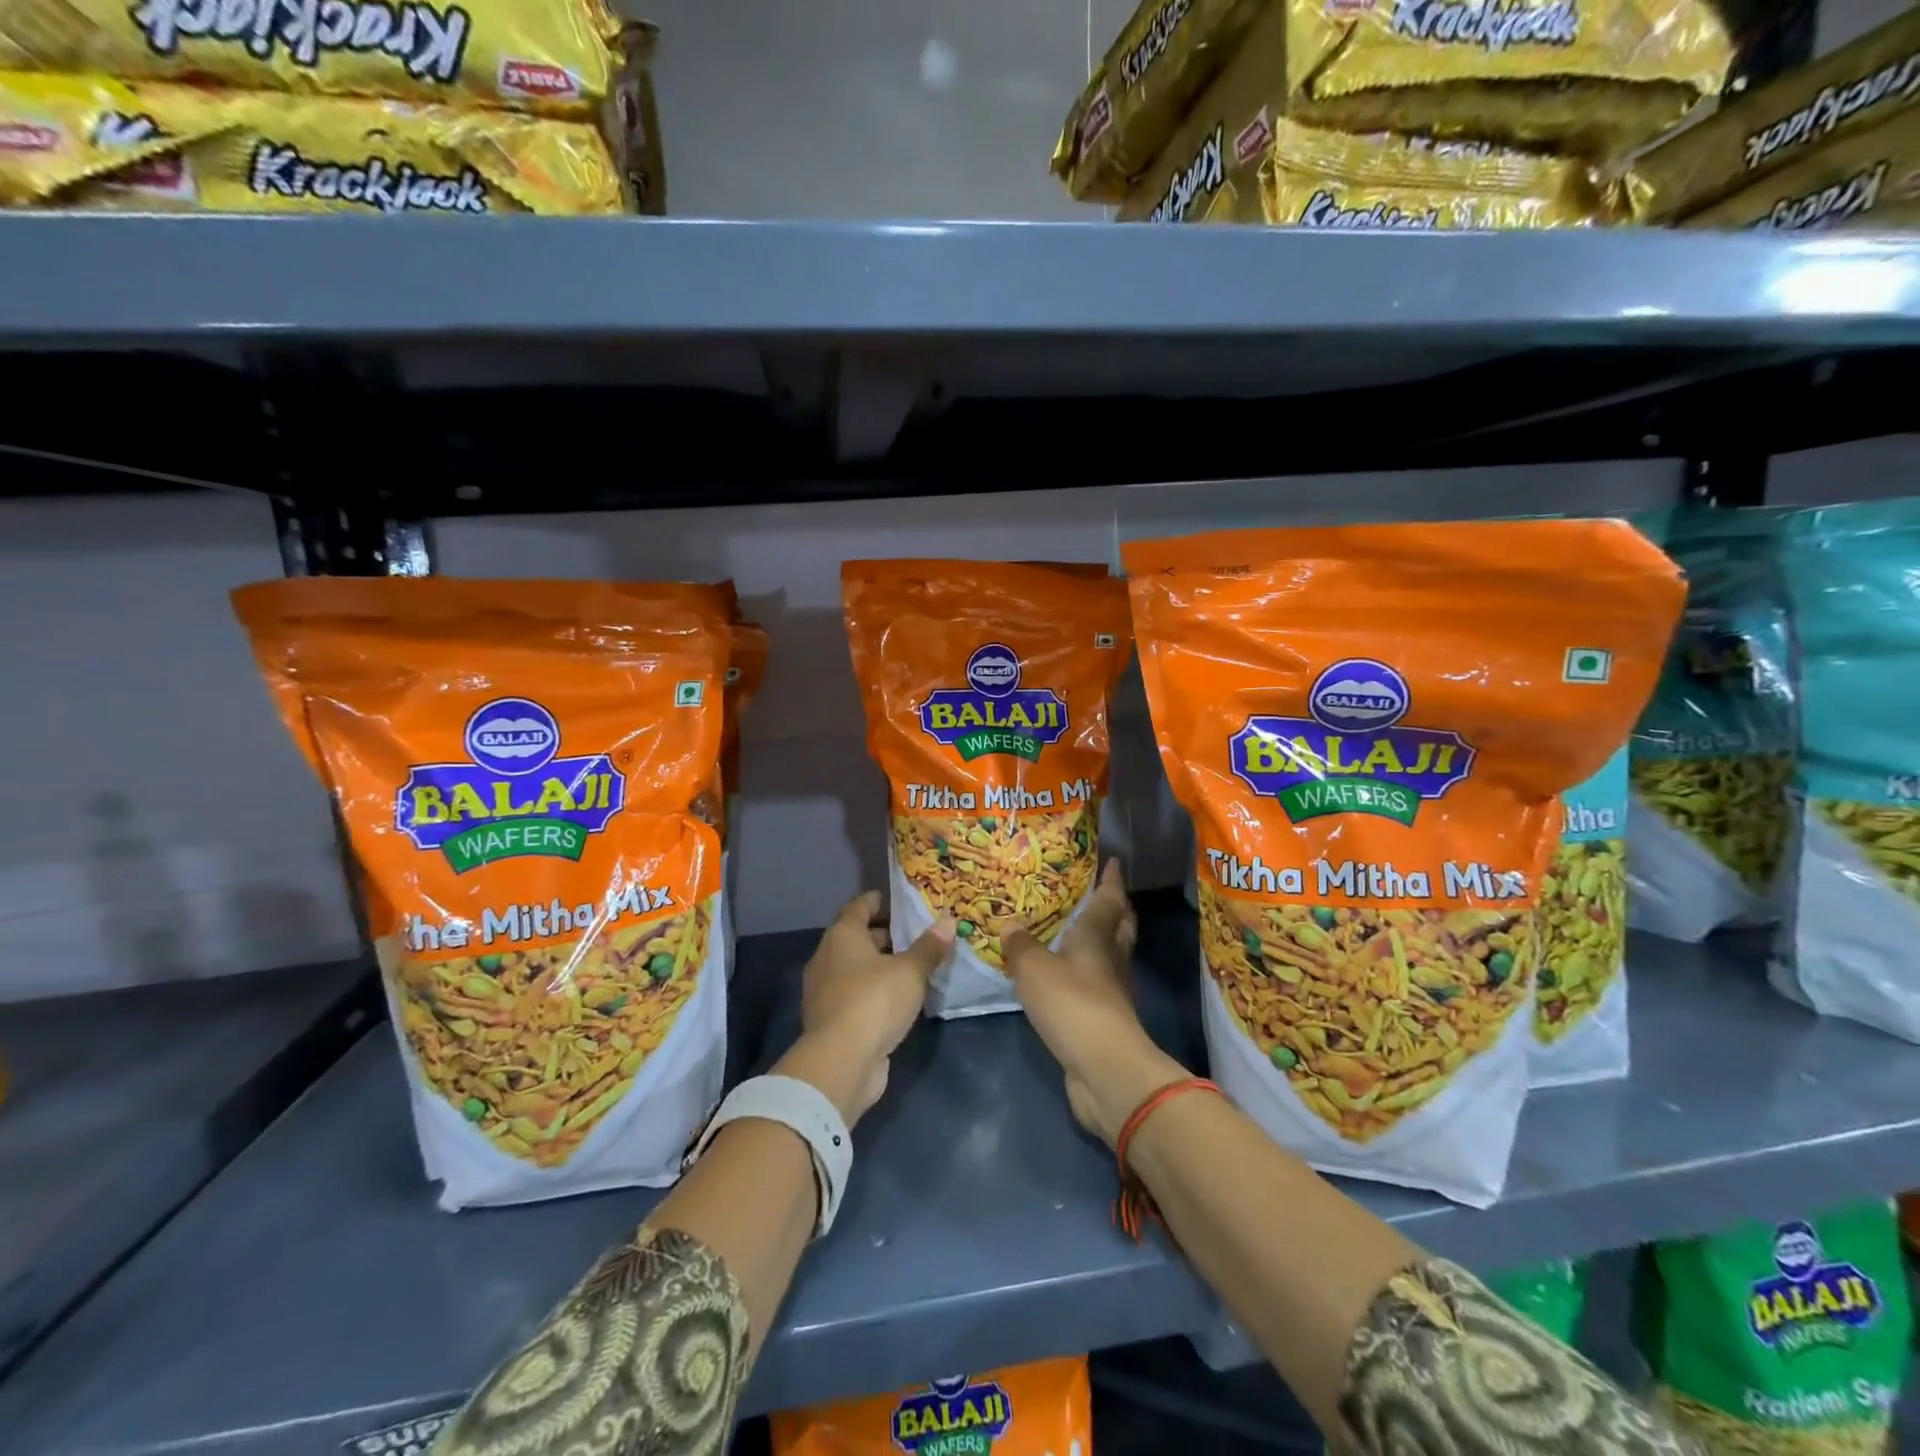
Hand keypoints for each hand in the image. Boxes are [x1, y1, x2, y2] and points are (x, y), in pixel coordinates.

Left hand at [774, 892, 952, 1125]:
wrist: (842, 1062)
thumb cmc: (874, 1001)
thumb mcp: (910, 971)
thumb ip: (929, 947)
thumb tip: (949, 921)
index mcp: (842, 936)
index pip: (859, 907)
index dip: (878, 901)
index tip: (898, 899)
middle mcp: (827, 958)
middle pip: (856, 938)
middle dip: (884, 935)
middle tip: (915, 934)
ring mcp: (825, 991)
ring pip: (855, 968)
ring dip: (879, 965)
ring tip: (912, 965)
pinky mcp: (831, 1020)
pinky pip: (855, 994)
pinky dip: (873, 991)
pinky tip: (897, 998)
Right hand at [1002, 860, 1186, 1146]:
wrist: (1104, 1069)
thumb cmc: (1072, 1004)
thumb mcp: (1035, 969)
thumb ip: (1021, 946)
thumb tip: (1011, 925)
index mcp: (1097, 938)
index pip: (1108, 900)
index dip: (1110, 880)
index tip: (1113, 861)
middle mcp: (1110, 960)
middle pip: (1120, 927)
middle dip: (1115, 909)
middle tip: (1101, 893)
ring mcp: (1111, 993)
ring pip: (1110, 957)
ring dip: (1101, 942)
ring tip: (1077, 932)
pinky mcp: (1104, 1022)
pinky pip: (1095, 987)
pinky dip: (1085, 975)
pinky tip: (1066, 977)